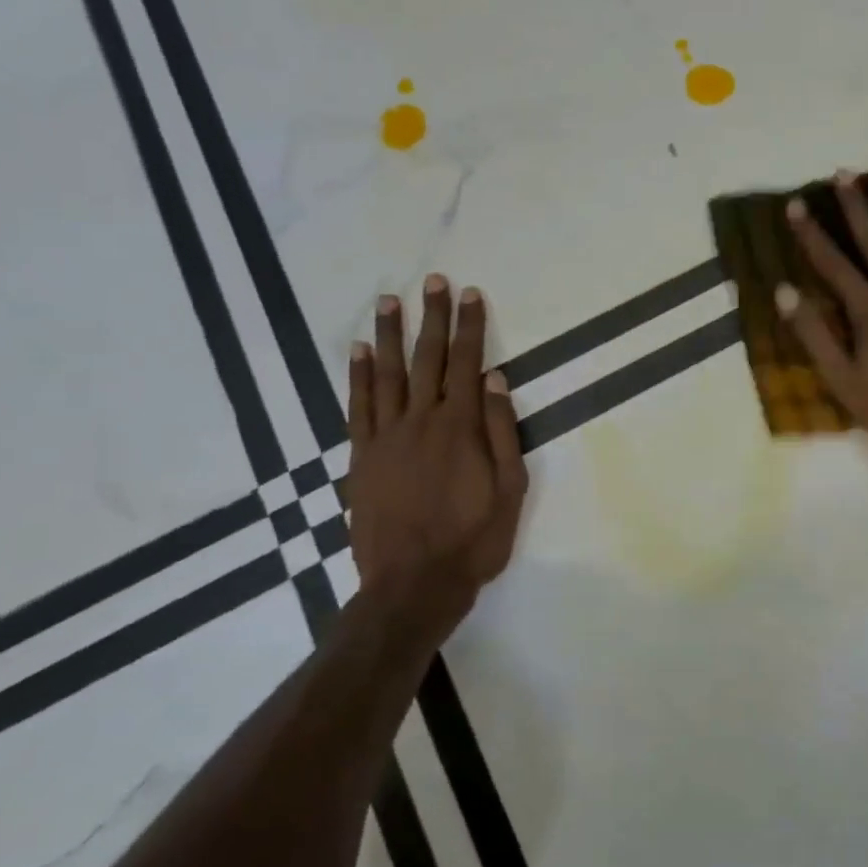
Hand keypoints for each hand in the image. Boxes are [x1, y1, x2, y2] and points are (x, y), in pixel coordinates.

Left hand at [345, 276, 528, 628]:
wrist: (413, 584)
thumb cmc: (473, 540)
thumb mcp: (510, 489)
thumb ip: (503, 431)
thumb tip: (497, 379)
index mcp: (461, 427)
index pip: (468, 363)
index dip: (470, 326)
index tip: (471, 294)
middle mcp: (422, 421)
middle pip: (427, 358)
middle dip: (433, 317)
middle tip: (434, 281)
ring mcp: (386, 436)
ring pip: (387, 373)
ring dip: (389, 334)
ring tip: (390, 300)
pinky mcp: (362, 456)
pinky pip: (358, 406)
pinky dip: (357, 376)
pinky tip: (357, 350)